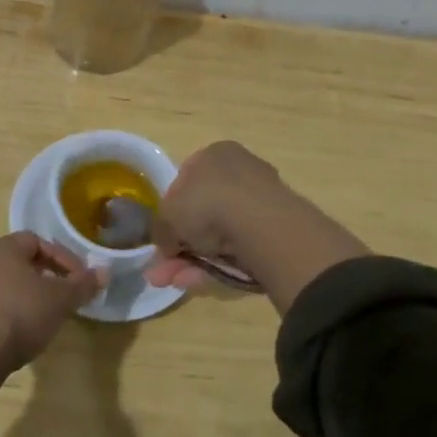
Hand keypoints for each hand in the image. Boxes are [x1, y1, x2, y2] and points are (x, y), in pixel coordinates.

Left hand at [0, 232, 104, 372]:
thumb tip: (105, 272)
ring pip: (0, 281)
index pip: (37, 241)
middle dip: (42, 275)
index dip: (62, 258)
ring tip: (40, 314)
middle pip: (17, 260)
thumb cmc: (20, 314)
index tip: (78, 279)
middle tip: (60, 295)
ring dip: (21, 293)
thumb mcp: (61, 300)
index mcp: (2, 246)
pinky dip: (4, 309)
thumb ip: (83, 285)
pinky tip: (16, 329)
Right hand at [147, 141, 367, 309]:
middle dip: (181, 245)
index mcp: (215, 154)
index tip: (164, 236)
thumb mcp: (168, 215)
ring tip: (176, 282)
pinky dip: (218, 266)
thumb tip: (164, 245)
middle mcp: (240, 171)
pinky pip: (239, 249)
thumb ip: (161, 230)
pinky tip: (199, 281)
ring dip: (194, 260)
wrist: (260, 225)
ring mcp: (261, 202)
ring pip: (219, 235)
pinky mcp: (275, 231)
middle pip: (203, 212)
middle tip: (164, 270)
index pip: (186, 180)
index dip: (171, 210)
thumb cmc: (207, 203)